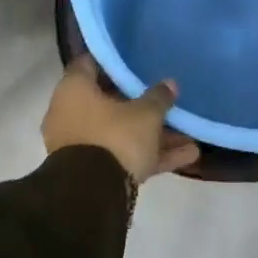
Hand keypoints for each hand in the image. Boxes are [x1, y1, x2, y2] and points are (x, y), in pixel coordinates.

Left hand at [44, 57, 200, 183]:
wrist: (93, 196)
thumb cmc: (115, 137)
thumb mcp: (145, 114)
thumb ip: (158, 97)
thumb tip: (169, 84)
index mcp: (74, 90)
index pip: (90, 64)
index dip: (114, 62)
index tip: (135, 61)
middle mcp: (70, 114)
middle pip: (109, 102)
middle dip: (140, 104)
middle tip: (164, 99)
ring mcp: (79, 145)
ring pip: (119, 133)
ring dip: (152, 135)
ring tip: (188, 135)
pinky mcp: (91, 172)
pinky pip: (122, 156)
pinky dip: (149, 156)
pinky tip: (187, 157)